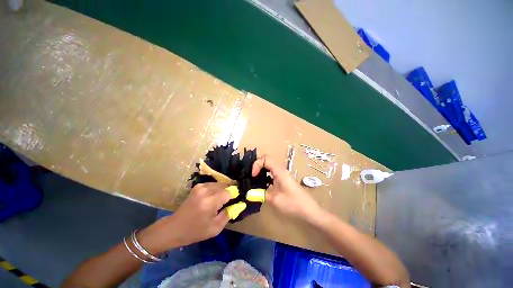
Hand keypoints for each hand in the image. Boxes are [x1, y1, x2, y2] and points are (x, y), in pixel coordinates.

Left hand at [138, 183, 230, 252]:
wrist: (176, 228)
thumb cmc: (196, 231)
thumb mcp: (216, 228)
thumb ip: (228, 214)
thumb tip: (239, 205)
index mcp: (210, 201)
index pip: (229, 192)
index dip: (236, 196)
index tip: (239, 202)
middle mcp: (204, 191)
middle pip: (224, 185)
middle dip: (230, 191)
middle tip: (233, 202)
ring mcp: (199, 187)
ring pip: (217, 184)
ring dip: (223, 190)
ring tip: (225, 201)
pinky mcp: (195, 188)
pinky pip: (210, 185)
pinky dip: (216, 189)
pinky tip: (216, 198)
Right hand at [252, 155, 321, 220]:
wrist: (309, 210)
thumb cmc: (293, 203)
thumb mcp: (274, 199)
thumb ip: (260, 194)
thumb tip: (249, 193)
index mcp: (280, 172)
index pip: (266, 159)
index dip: (256, 164)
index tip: (253, 176)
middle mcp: (282, 172)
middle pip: (268, 162)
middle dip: (257, 168)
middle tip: (250, 178)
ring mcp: (284, 178)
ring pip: (270, 170)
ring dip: (261, 174)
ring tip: (254, 184)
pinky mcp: (285, 184)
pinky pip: (273, 177)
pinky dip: (266, 180)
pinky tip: (262, 189)